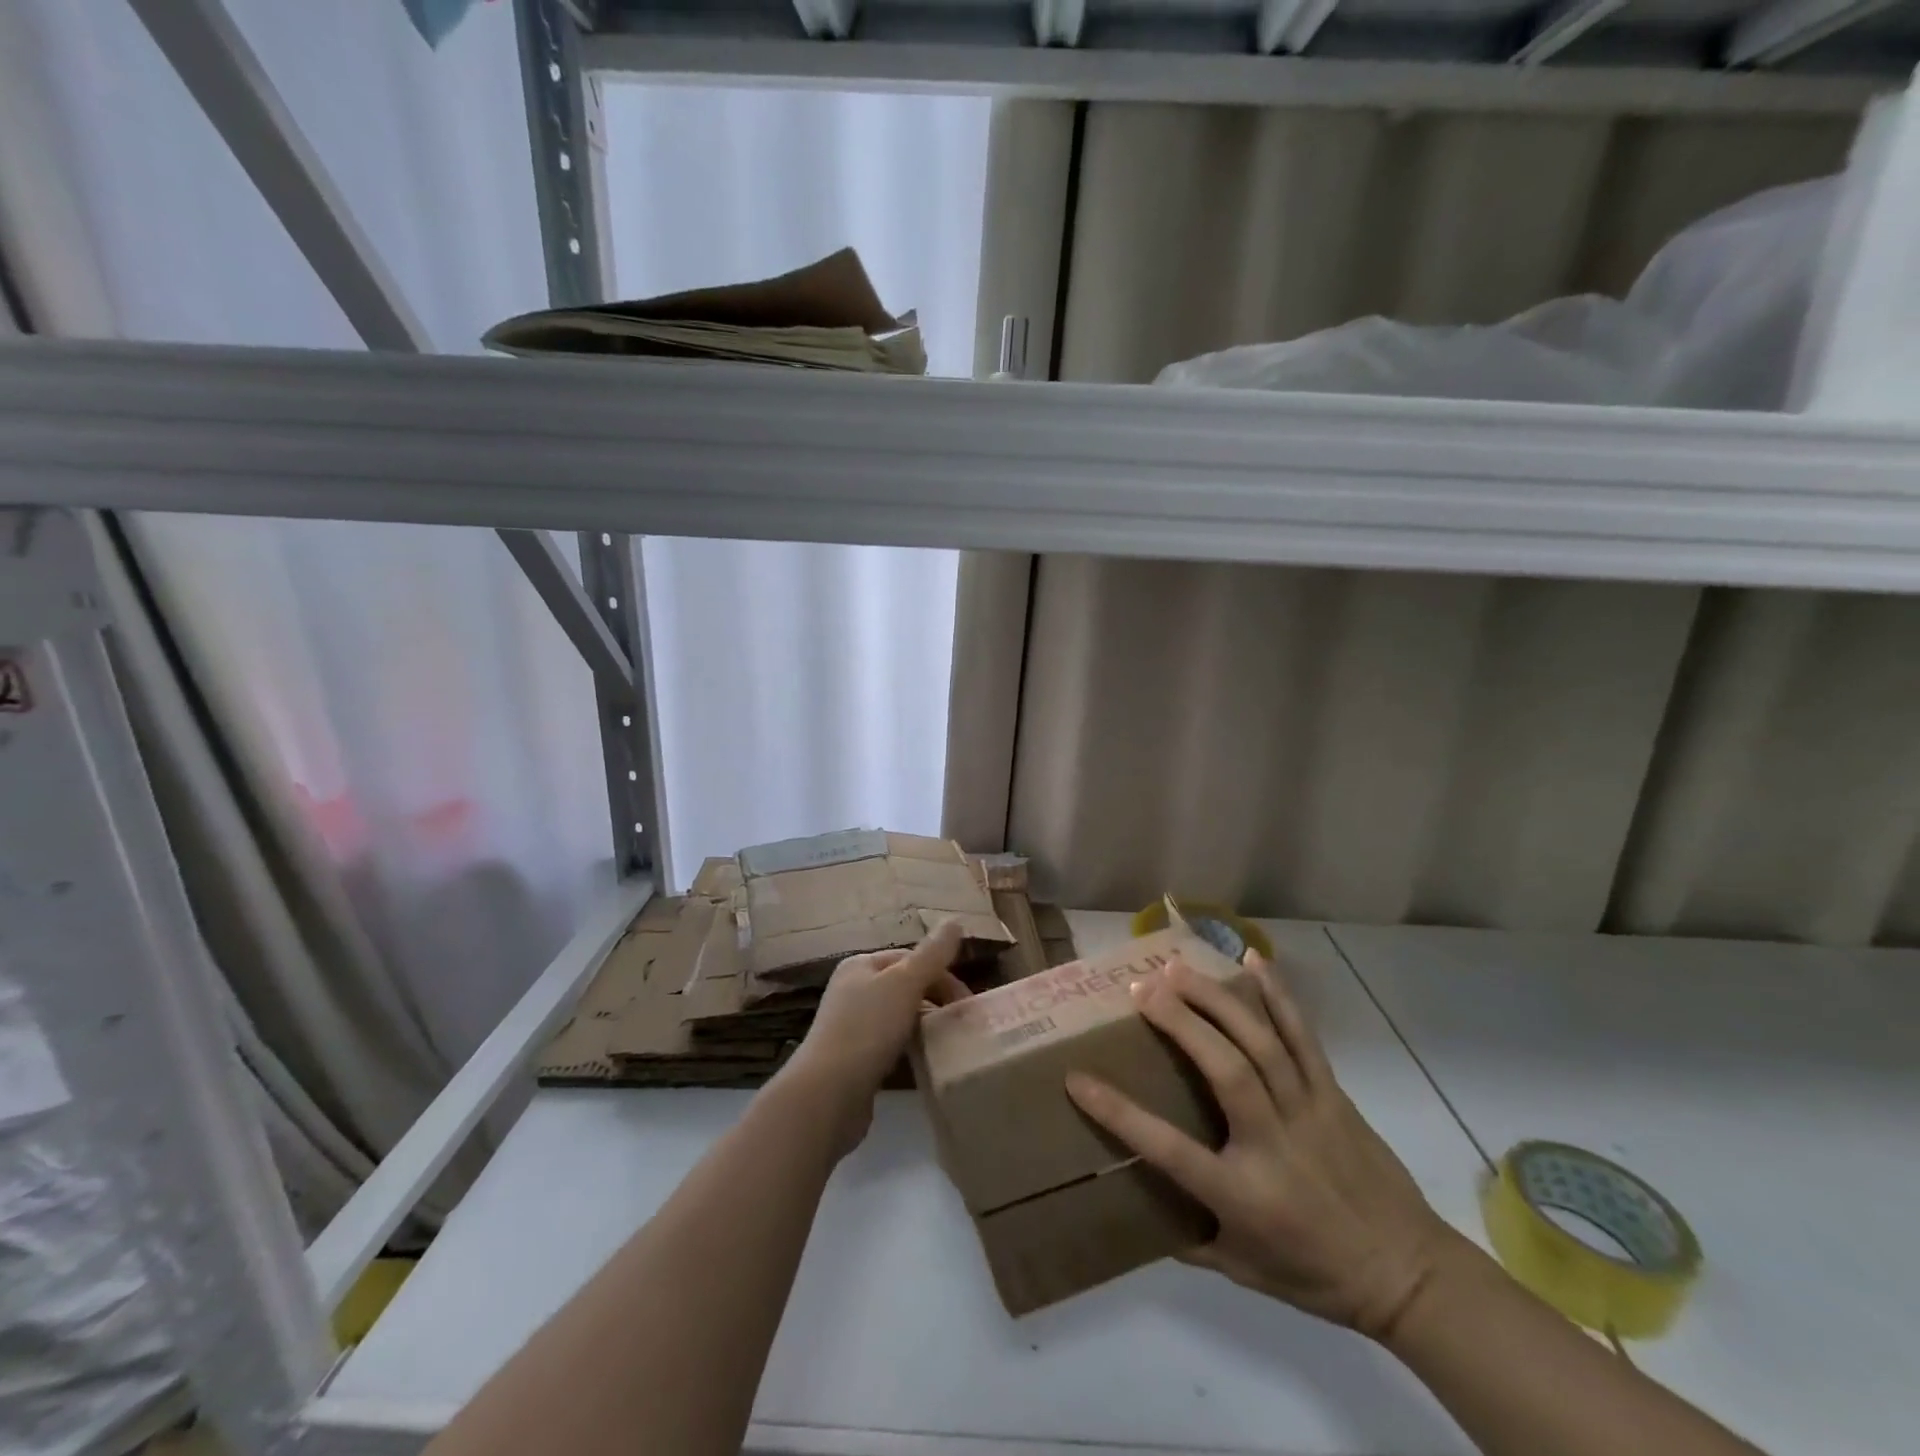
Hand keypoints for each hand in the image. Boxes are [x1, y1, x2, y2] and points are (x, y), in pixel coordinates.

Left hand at [780, 922, 970, 1151]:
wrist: (827, 1095)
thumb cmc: (867, 1029)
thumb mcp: (904, 984)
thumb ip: (932, 955)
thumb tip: (955, 921)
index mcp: (860, 965)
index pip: (910, 957)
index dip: (941, 974)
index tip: (966, 1002)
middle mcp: (852, 990)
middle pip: (905, 986)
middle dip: (935, 999)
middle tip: (962, 1023)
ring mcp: (851, 1026)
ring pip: (899, 1017)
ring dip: (925, 1025)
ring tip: (949, 1042)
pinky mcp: (854, 1060)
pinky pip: (891, 1045)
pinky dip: (911, 1048)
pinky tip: (925, 1061)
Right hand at [1065, 953, 1454, 1340]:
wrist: (1408, 1275)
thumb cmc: (1315, 1275)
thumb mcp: (1242, 1271)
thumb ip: (1187, 1240)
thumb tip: (1135, 1211)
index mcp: (1243, 1193)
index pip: (1169, 1149)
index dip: (1119, 1113)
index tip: (1078, 1079)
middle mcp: (1274, 1143)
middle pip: (1224, 1070)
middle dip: (1179, 1022)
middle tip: (1140, 988)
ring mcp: (1308, 1111)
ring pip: (1261, 1043)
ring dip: (1216, 1000)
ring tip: (1177, 968)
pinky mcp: (1333, 1094)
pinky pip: (1303, 1037)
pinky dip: (1278, 996)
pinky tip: (1253, 961)